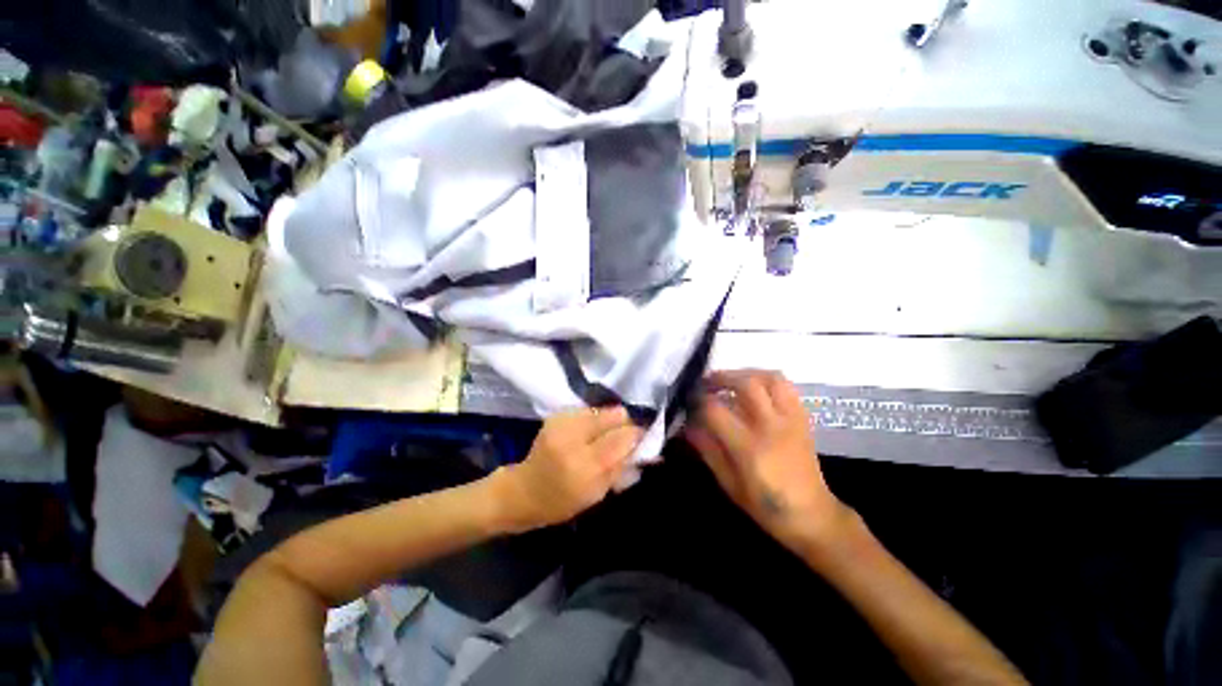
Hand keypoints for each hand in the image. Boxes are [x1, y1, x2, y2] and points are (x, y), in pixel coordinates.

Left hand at [494, 407, 641, 532]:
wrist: (523, 490)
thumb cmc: (561, 501)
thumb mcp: (597, 493)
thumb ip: (621, 467)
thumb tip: (644, 448)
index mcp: (585, 466)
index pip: (622, 438)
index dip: (637, 435)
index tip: (643, 437)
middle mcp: (574, 438)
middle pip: (614, 416)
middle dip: (624, 424)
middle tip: (624, 436)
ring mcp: (563, 423)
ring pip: (602, 410)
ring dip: (608, 421)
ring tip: (603, 435)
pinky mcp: (557, 415)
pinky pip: (587, 411)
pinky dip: (594, 420)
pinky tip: (588, 432)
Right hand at [685, 370, 854, 555]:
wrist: (812, 516)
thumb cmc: (765, 506)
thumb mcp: (728, 483)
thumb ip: (707, 449)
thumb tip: (687, 424)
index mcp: (750, 448)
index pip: (716, 410)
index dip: (698, 401)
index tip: (689, 401)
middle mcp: (772, 427)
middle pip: (745, 384)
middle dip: (721, 378)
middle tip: (706, 383)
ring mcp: (791, 420)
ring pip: (770, 378)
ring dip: (745, 373)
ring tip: (730, 381)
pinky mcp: (803, 418)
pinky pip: (786, 386)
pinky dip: (765, 379)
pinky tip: (753, 388)